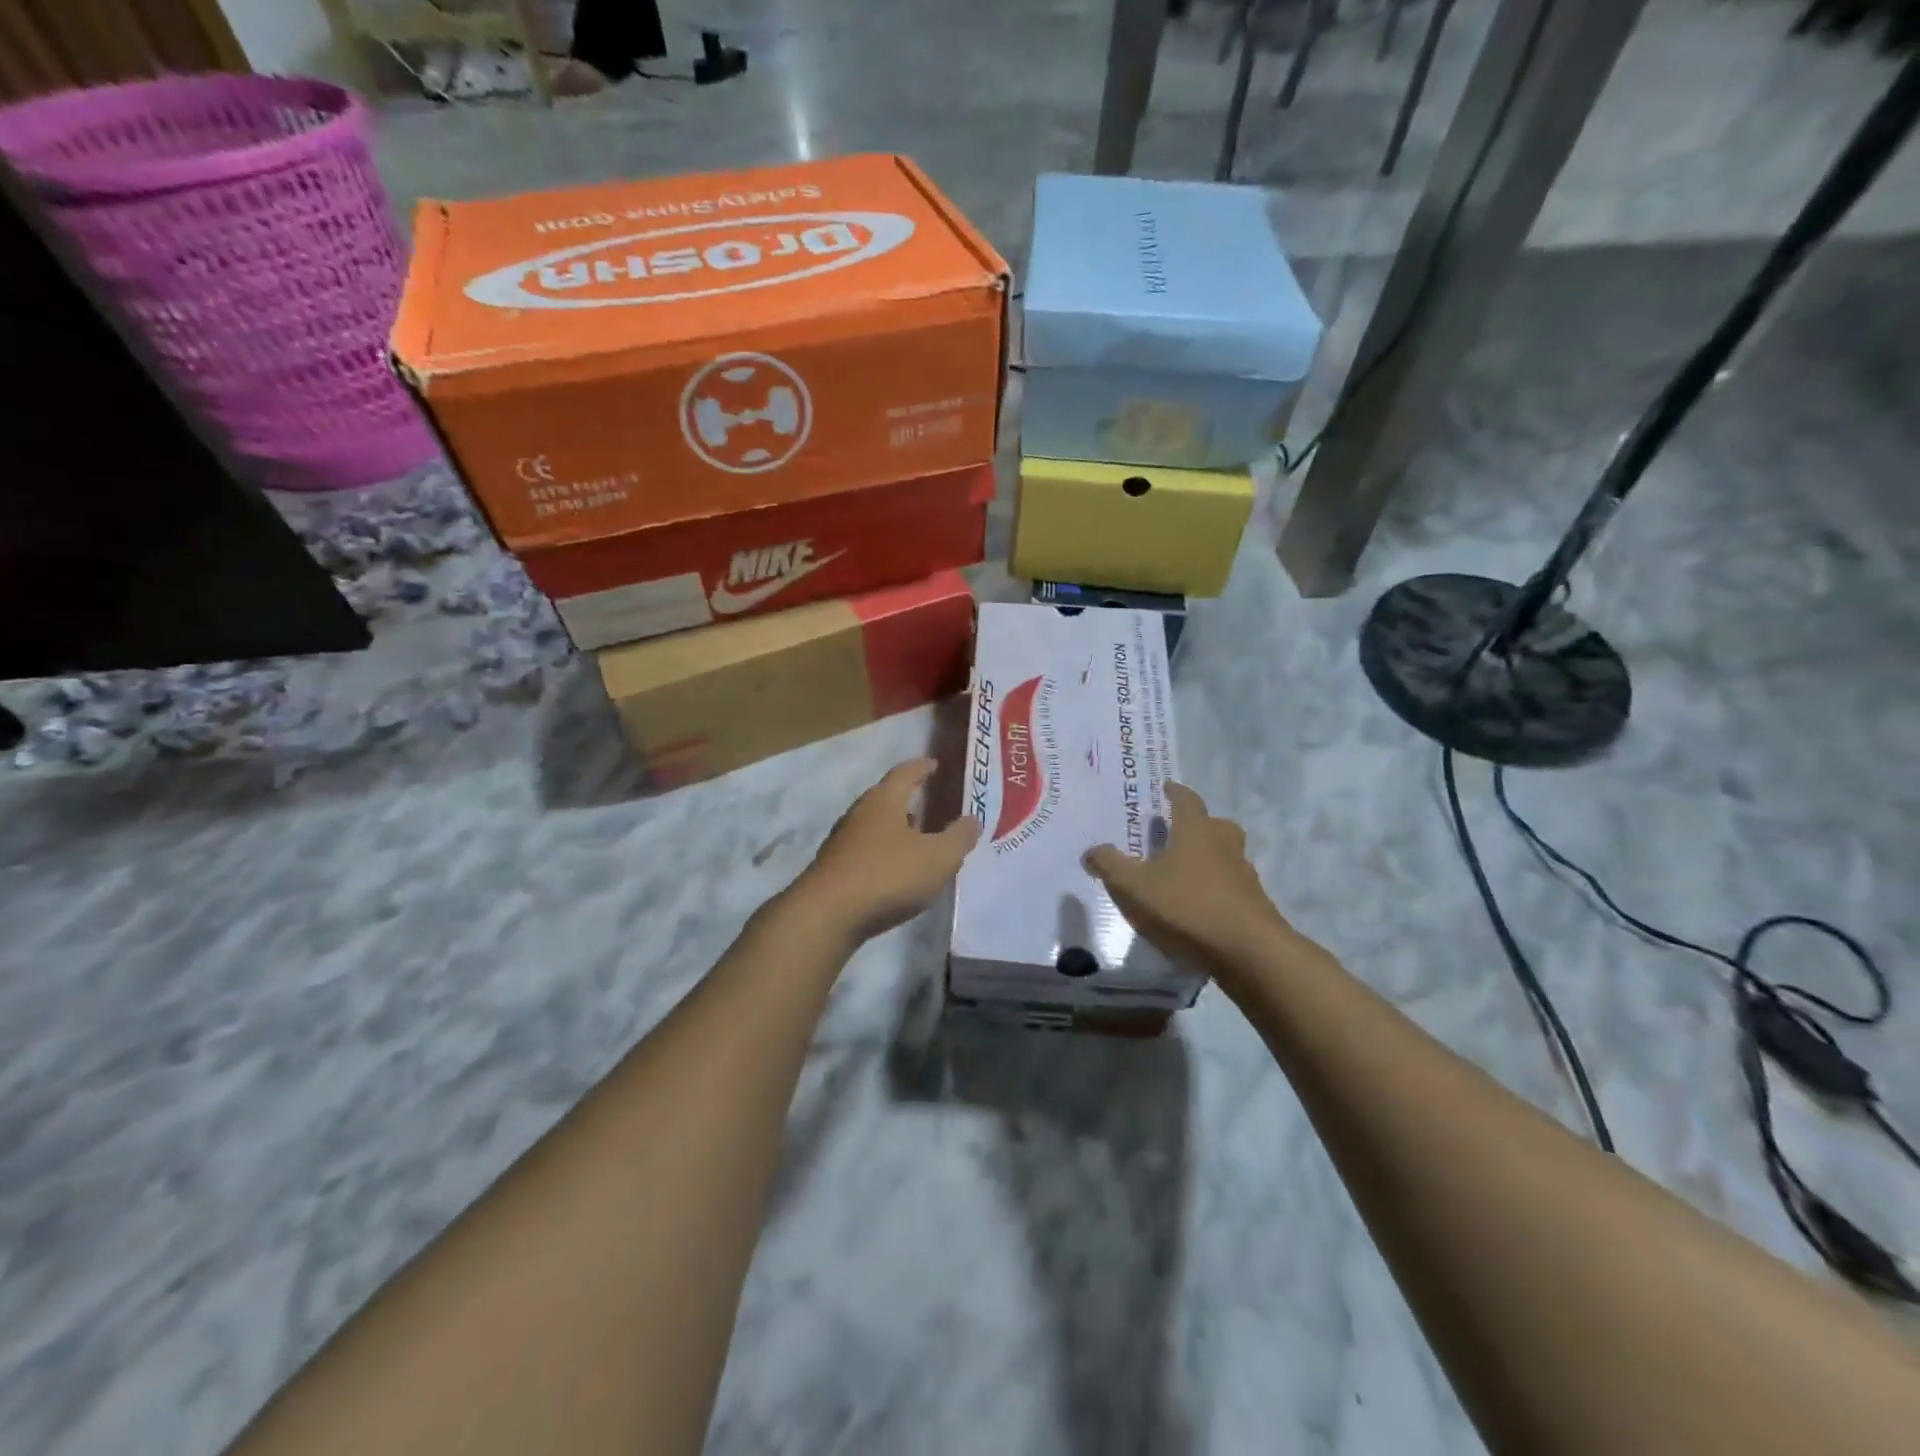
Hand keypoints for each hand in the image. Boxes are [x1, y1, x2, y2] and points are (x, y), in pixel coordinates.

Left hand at [793, 758, 980, 944]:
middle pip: (886, 798)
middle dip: (909, 799)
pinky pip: (866, 850)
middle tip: (930, 804)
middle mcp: (859, 814)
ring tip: (917, 838)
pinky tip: (895, 870)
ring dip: (896, 828)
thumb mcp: (937, 858)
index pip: (904, 773)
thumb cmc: (887, 876)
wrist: (826, 916)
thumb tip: (972, 819)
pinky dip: (884, 852)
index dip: (922, 767)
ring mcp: (842, 841)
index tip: (935, 764)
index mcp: (884, 801)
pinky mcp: (834, 868)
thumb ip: (958, 838)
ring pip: (874, 825)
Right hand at [1083, 782, 1297, 976]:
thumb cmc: (1186, 906)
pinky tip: (1200, 906)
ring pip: (1227, 856)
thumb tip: (1091, 851)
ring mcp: (1244, 875)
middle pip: (1214, 825)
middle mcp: (1224, 845)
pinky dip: (1217, 888)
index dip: (1175, 793)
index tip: (1167, 788)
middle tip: (1177, 832)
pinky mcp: (1254, 904)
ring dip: (1209, 857)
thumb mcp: (1133, 886)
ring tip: (1185, 872)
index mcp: (1195, 831)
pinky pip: (1232, 886)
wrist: (1248, 951)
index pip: (1187, 800)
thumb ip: (1110, 866)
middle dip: (1197, 825)